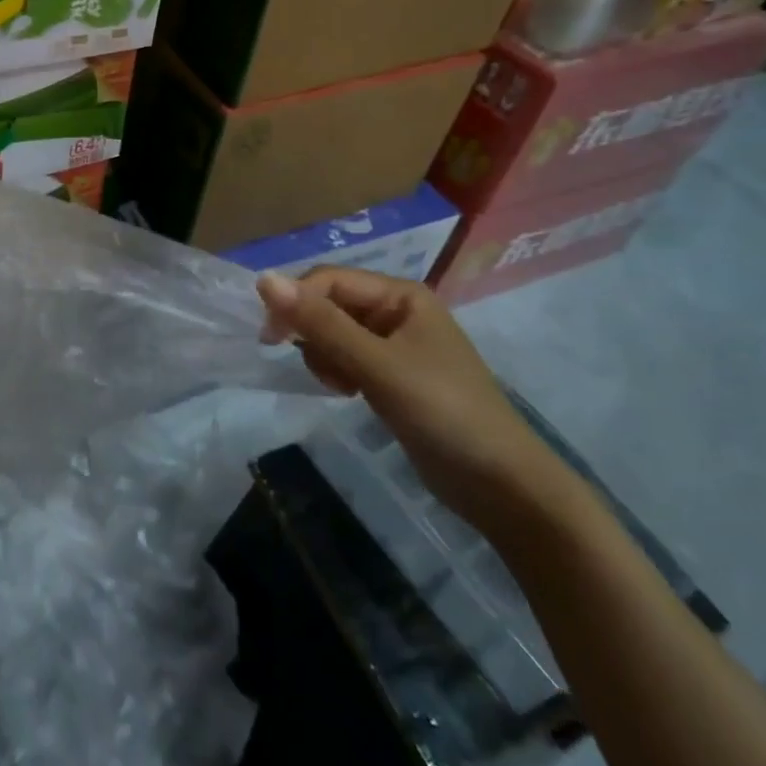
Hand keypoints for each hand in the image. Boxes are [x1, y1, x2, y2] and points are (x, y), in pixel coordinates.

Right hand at [256, 267, 574, 536]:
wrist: (502, 486)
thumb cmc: (443, 413)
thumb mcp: (377, 365)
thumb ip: (321, 323)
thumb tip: (263, 279)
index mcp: (400, 294)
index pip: (328, 280)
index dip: (295, 301)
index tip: (269, 339)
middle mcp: (396, 310)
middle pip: (329, 304)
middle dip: (314, 333)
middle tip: (323, 372)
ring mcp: (394, 344)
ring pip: (332, 332)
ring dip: (324, 356)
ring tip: (342, 387)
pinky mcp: (391, 375)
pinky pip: (346, 357)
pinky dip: (338, 371)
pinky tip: (349, 393)